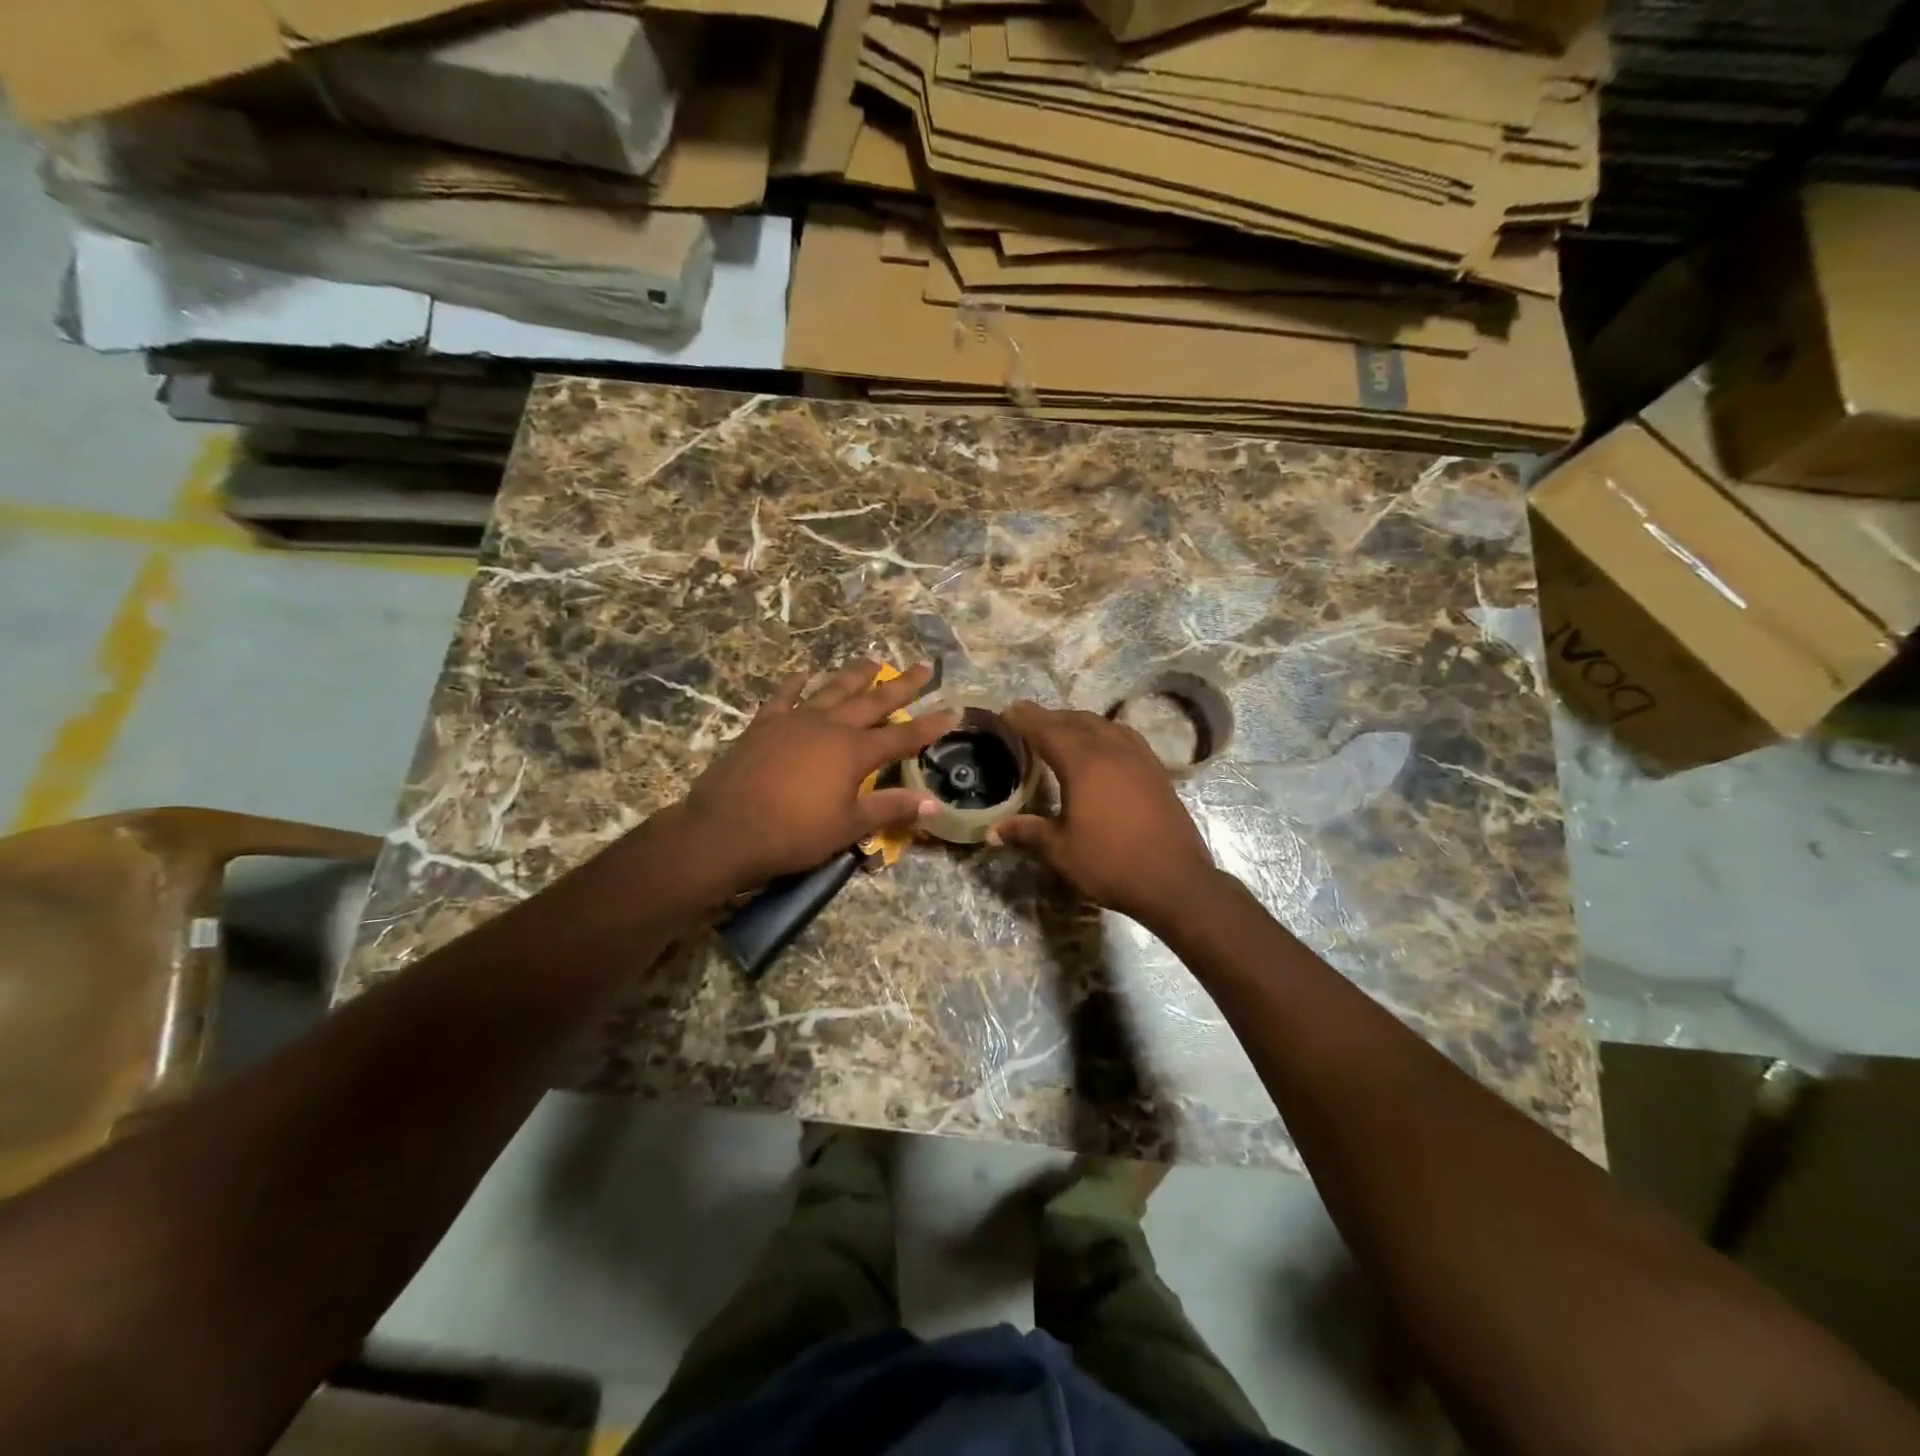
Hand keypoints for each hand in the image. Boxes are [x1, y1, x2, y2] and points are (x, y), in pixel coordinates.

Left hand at [680, 660, 958, 895]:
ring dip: (855, 675)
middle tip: (923, 666)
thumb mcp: (848, 827)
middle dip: (901, 685)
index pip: (903, 735)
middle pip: (873, 701)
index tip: (954, 710)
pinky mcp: (764, 725)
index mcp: (853, 752)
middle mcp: (829, 726)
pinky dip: (797, 683)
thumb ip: (890, 808)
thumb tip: (933, 803)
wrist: (725, 831)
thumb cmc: (793, 834)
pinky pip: (785, 696)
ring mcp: (794, 721)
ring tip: (873, 659)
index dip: (930, 725)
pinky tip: (805, 673)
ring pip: (832, 689)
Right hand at [989, 702, 1217, 926]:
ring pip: (1103, 724)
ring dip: (1078, 722)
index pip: (1047, 729)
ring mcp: (1139, 757)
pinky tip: (1102, 749)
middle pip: (1076, 720)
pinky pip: (1125, 737)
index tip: (1007, 713)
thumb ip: (1026, 833)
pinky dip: (1104, 733)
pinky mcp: (1156, 770)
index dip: (1025, 718)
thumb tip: (992, 831)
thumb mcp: (1061, 852)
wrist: (1176, 882)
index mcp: (1083, 763)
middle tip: (1028, 724)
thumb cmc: (1112, 864)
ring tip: (1062, 733)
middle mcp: (1112, 750)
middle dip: (1049, 718)